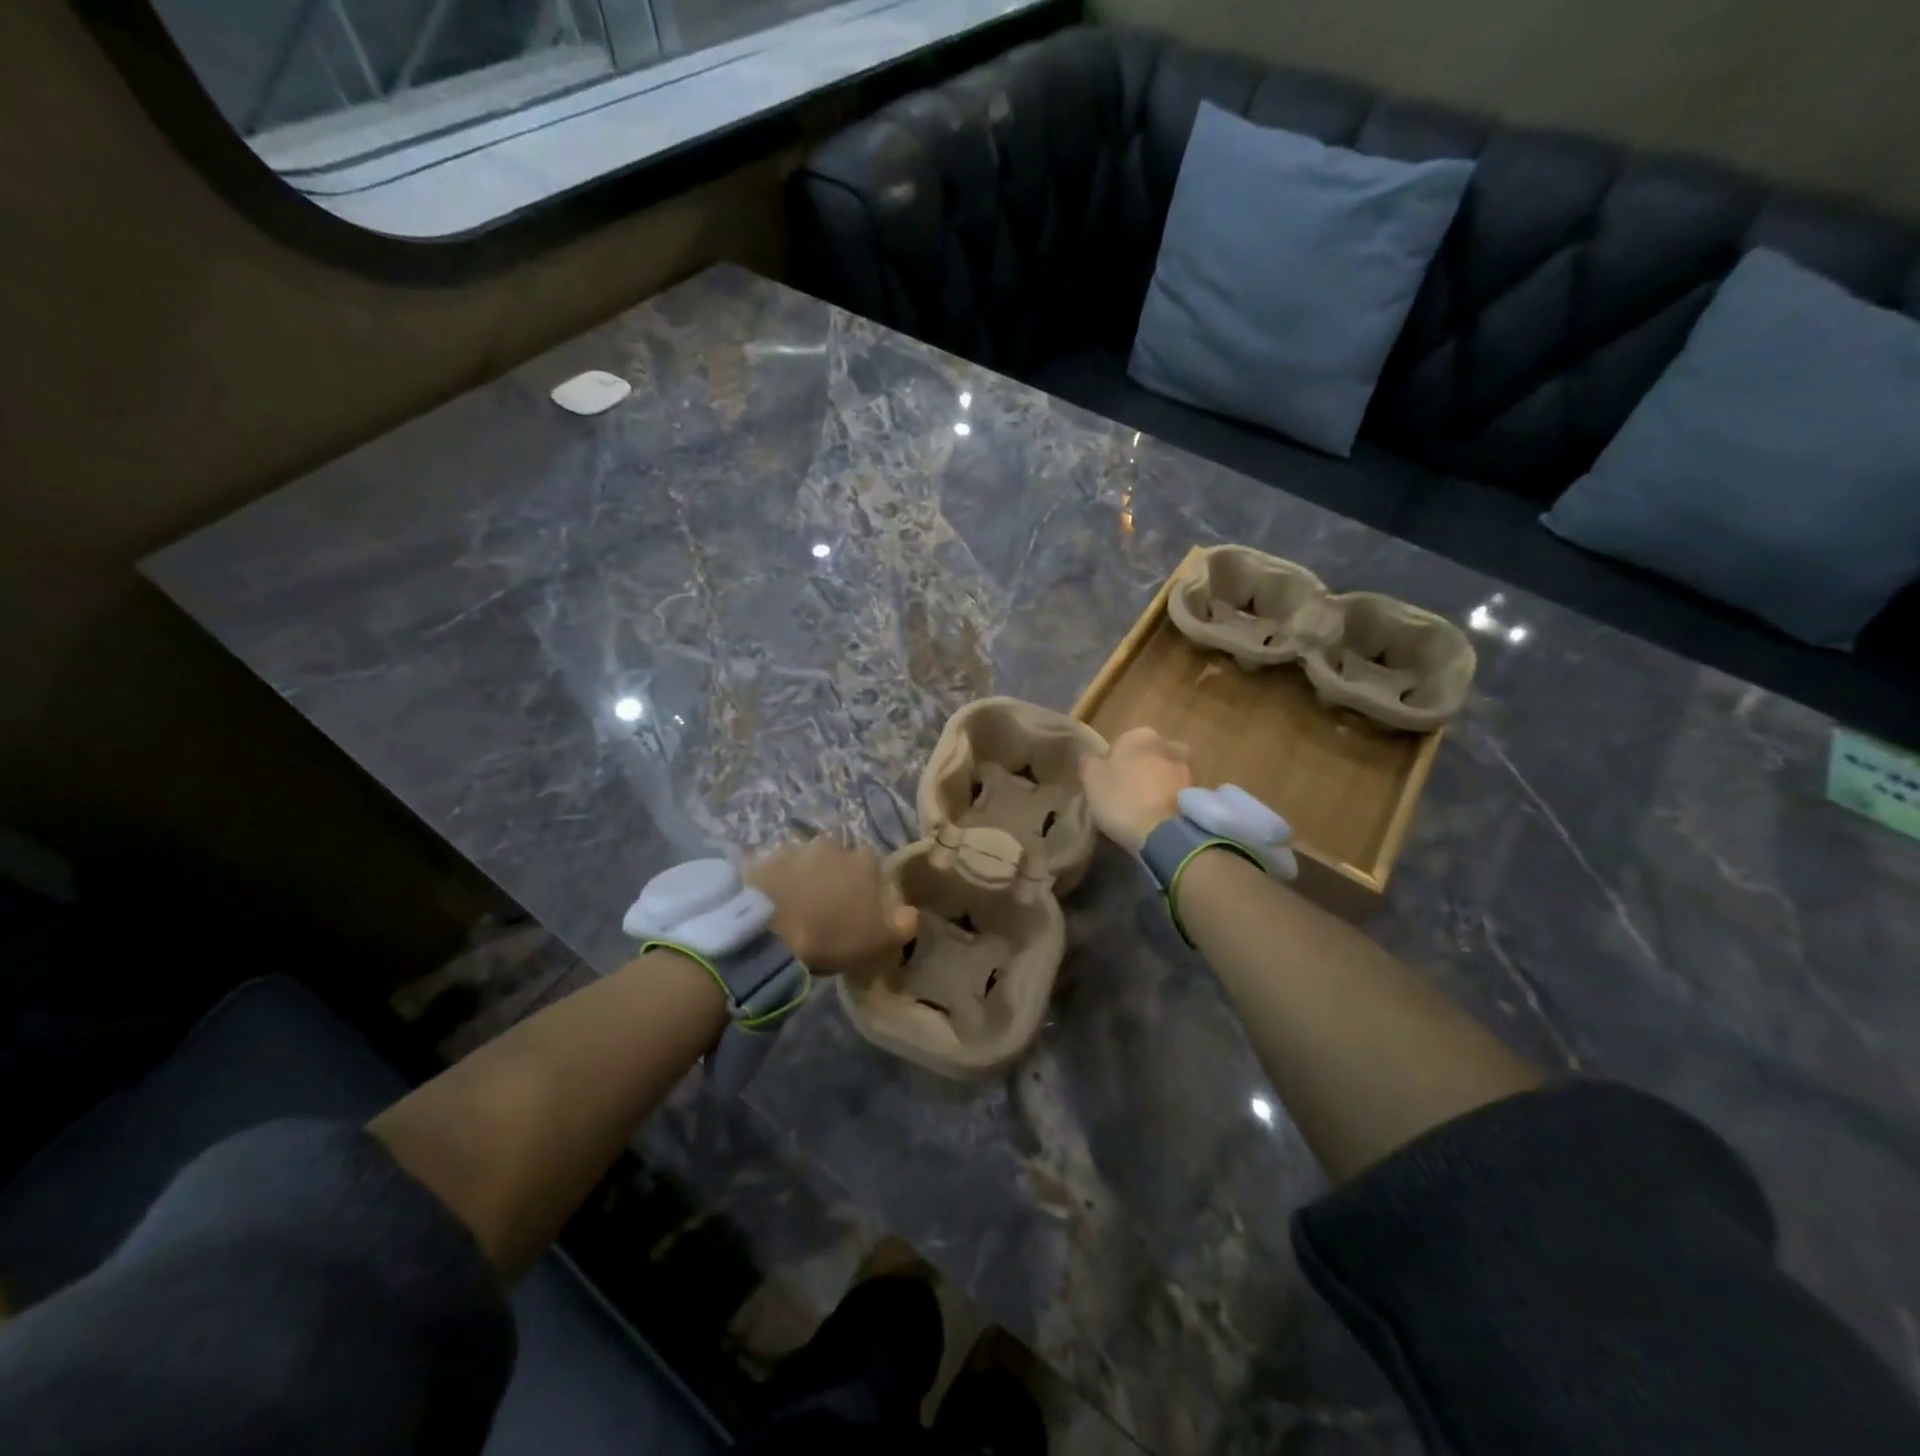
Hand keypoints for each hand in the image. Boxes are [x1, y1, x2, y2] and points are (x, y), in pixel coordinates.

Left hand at [745, 839, 917, 980]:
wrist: (769, 933)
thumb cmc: (832, 936)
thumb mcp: (880, 941)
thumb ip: (904, 924)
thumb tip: (912, 912)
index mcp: (864, 861)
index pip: (872, 867)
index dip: (866, 888)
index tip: (858, 911)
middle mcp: (832, 845)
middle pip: (838, 859)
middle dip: (834, 877)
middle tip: (825, 908)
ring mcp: (794, 849)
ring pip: (806, 862)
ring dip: (804, 878)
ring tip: (796, 908)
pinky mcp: (763, 860)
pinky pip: (776, 871)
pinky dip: (777, 883)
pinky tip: (773, 906)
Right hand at [1078, 726, 1193, 854]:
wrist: (1166, 834)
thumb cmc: (1123, 800)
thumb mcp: (1091, 781)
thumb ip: (1088, 762)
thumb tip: (1091, 757)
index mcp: (1139, 735)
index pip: (1120, 744)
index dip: (1112, 765)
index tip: (1107, 785)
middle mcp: (1168, 743)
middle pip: (1146, 756)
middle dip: (1139, 770)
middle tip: (1126, 795)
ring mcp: (1188, 767)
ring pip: (1165, 773)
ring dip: (1157, 785)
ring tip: (1144, 809)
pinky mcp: (1200, 792)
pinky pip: (1177, 792)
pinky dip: (1170, 800)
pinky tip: (1159, 818)